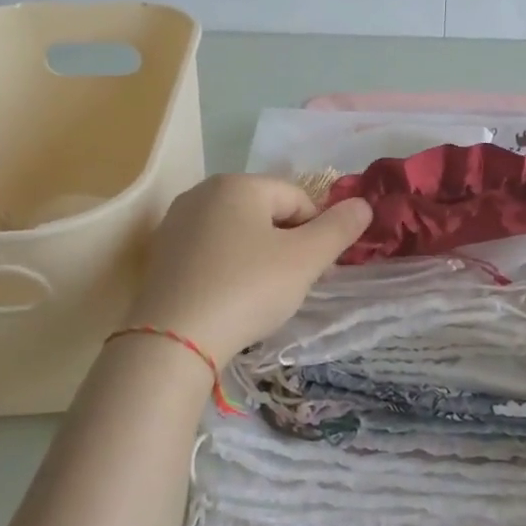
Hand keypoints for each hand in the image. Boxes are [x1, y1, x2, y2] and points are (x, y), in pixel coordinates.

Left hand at [123, 175, 371, 362]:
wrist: (173, 340)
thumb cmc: (247, 289)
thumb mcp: (305, 260)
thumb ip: (339, 229)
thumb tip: (364, 205)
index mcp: (238, 184)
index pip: (298, 199)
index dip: (315, 234)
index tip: (313, 271)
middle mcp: (203, 192)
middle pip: (267, 212)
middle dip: (287, 244)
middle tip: (290, 284)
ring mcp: (177, 222)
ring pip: (239, 233)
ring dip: (259, 257)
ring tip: (259, 295)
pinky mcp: (161, 254)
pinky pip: (211, 252)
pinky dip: (229, 268)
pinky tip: (229, 298)